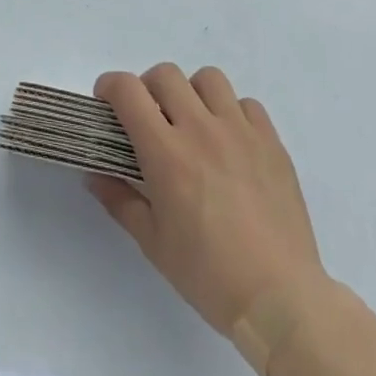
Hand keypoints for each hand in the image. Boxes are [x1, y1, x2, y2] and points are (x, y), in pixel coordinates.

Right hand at [89, 64, 329, 339]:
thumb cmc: (209, 276)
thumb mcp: (153, 244)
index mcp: (166, 153)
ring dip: (192, 93)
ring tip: (194, 125)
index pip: (128, 90)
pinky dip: (232, 113)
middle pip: (166, 75)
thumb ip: (120, 200)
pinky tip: (231, 144)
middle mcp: (201, 129)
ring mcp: (240, 131)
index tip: (107, 103)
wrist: (280, 300)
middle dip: (149, 88)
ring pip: (208, 79)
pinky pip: (247, 104)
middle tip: (150, 119)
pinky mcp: (271, 142)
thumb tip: (95, 175)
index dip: (109, 87)